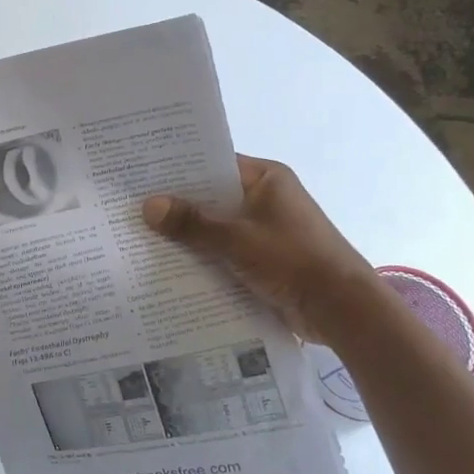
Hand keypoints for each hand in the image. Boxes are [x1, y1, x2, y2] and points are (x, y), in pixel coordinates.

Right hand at [141, 156, 378, 343]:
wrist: (342, 310)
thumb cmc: (293, 259)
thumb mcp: (236, 238)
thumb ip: (191, 222)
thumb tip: (148, 205)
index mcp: (266, 178)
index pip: (213, 163)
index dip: (178, 168)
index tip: (141, 173)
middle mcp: (265, 198)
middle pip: (212, 196)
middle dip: (177, 204)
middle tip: (131, 205)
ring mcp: (265, 229)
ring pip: (216, 225)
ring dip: (188, 233)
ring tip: (140, 234)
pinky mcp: (263, 258)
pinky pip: (224, 250)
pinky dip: (203, 255)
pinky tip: (168, 263)